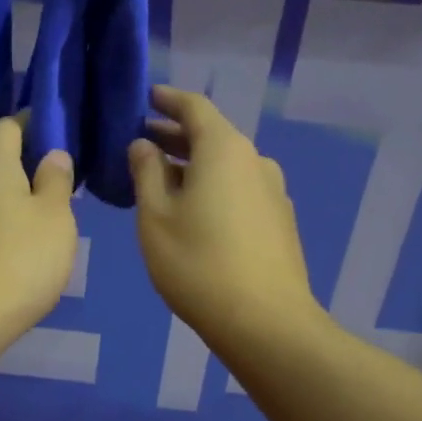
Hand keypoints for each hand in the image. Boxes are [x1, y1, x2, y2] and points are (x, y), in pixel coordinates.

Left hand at [0, 116, 77, 351]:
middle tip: (65, 179)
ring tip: (51, 215)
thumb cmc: (21, 260)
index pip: (8, 126)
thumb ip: (56, 181)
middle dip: (30, 163)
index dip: (33, 122)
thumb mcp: (55, 217)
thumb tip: (52, 154)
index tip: (60, 133)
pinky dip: (7, 224)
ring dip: (20, 197)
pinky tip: (26, 247)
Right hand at [128, 86, 318, 349]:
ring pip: (226, 166)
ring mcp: (272, 192)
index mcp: (224, 150)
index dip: (168, 100)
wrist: (265, 322)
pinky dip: (213, 187)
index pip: (195, 108)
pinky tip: (194, 211)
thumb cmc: (198, 264)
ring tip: (162, 180)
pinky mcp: (279, 221)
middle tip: (142, 142)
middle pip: (212, 136)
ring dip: (194, 165)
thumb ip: (146, 173)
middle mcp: (255, 161)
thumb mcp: (156, 217)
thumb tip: (143, 145)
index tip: (147, 97)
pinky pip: (239, 189)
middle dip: (176, 136)